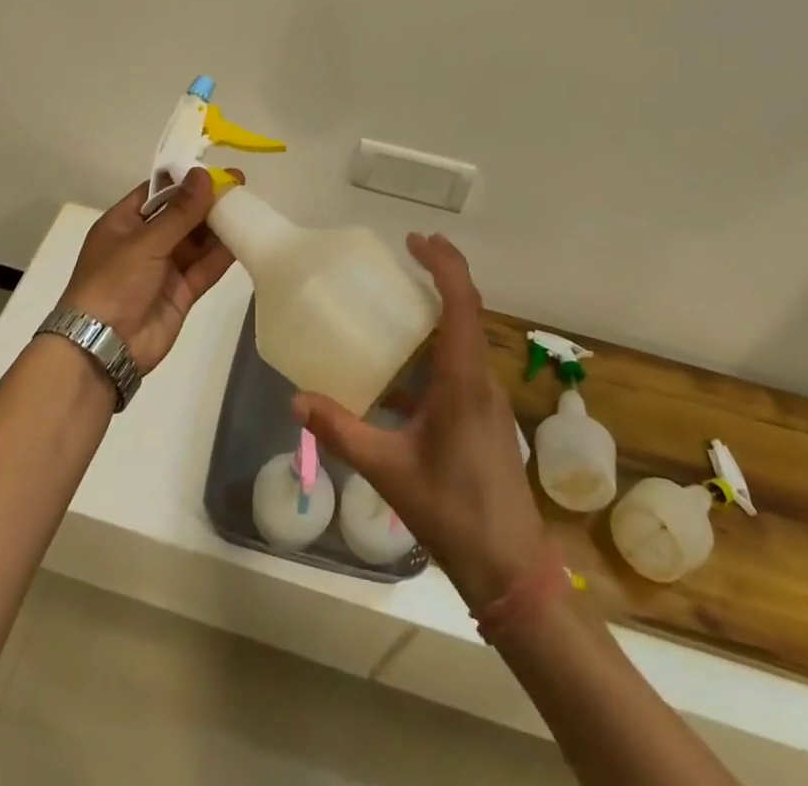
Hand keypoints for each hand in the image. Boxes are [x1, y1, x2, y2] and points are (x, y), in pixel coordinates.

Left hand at [60, 169, 236, 374]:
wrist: (103, 347)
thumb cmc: (114, 282)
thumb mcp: (145, 241)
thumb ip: (180, 211)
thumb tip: (204, 174)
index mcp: (124, 223)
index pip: (157, 193)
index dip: (185, 180)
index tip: (215, 169)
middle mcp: (144, 242)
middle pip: (181, 215)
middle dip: (207, 202)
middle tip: (240, 185)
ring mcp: (163, 268)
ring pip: (196, 241)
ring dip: (218, 226)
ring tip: (248, 207)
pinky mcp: (181, 292)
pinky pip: (204, 268)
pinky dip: (222, 255)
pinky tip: (243, 238)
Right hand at [293, 233, 547, 608]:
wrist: (511, 568)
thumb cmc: (453, 512)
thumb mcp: (388, 470)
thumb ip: (341, 431)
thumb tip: (296, 400)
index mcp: (463, 381)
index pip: (461, 303)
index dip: (443, 264)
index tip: (415, 240)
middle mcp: (480, 380)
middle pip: (469, 310)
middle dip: (442, 274)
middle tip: (407, 253)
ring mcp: (486, 399)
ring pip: (466, 337)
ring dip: (440, 310)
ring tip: (399, 300)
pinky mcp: (484, 418)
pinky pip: (460, 365)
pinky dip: (434, 349)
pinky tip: (400, 373)